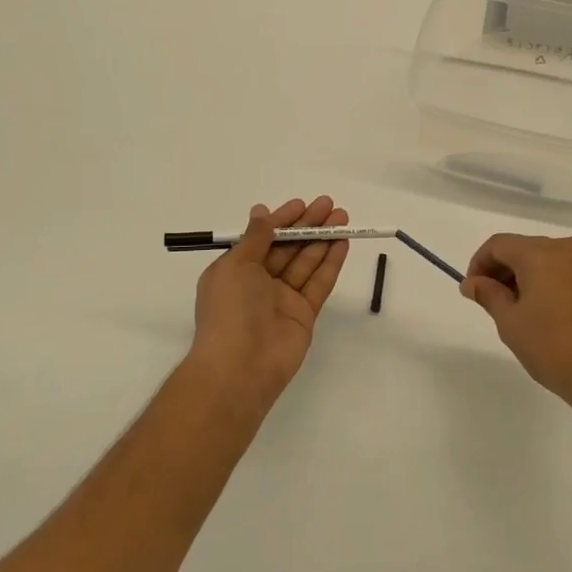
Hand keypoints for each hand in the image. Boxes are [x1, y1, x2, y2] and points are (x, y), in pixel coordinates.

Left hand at [190, 197, 349, 408]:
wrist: (240, 367)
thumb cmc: (229, 310)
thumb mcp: (235, 265)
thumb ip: (255, 238)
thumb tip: (261, 211)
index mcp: (236, 270)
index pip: (263, 238)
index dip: (282, 220)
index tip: (302, 204)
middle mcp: (259, 283)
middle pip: (288, 248)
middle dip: (308, 226)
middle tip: (329, 205)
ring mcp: (283, 300)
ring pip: (306, 262)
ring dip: (323, 239)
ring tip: (342, 218)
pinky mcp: (304, 315)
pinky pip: (319, 283)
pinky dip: (330, 263)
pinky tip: (342, 243)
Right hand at [462, 233, 571, 427]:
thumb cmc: (552, 347)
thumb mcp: (510, 322)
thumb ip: (488, 294)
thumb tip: (471, 283)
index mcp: (541, 252)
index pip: (499, 244)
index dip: (480, 263)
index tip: (473, 290)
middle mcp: (569, 248)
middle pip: (525, 248)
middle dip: (504, 270)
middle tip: (494, 301)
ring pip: (550, 258)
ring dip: (530, 275)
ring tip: (523, 309)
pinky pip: (571, 270)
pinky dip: (554, 281)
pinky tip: (552, 312)